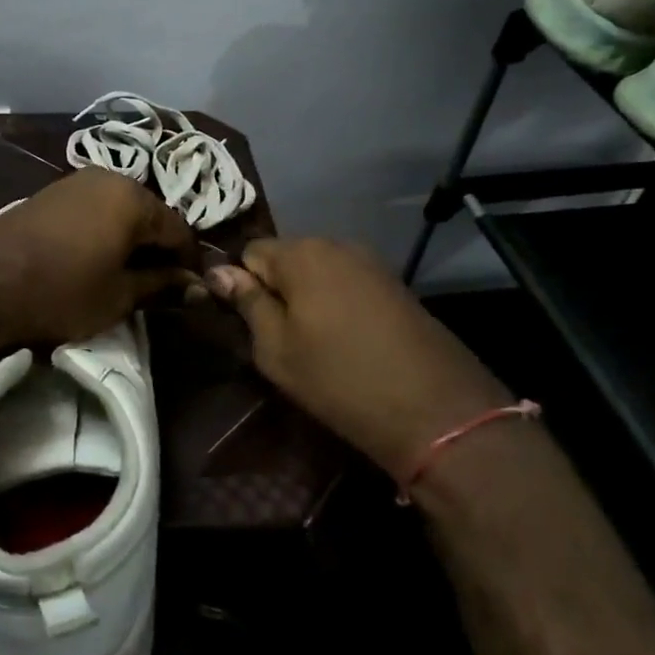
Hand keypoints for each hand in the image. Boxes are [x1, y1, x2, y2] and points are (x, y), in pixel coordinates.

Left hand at [0, 168, 199, 346]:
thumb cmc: (62, 290)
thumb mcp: (119, 296)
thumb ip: (161, 285)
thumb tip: (195, 285)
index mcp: (133, 198)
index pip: (179, 229)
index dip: (189, 261)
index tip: (192, 289)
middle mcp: (109, 177)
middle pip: (150, 214)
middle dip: (159, 247)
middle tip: (161, 285)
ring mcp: (77, 181)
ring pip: (121, 210)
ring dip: (131, 239)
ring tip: (129, 274)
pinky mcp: (52, 192)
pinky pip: (94, 209)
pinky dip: (105, 231)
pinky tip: (98, 258)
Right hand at [207, 237, 507, 479]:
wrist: (436, 410)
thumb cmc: (340, 380)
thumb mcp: (277, 349)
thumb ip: (247, 303)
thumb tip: (218, 270)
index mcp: (301, 253)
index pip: (249, 252)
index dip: (242, 285)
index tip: (248, 324)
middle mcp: (336, 243)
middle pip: (286, 257)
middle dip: (277, 289)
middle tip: (280, 339)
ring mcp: (371, 262)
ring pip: (318, 271)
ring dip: (308, 297)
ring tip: (315, 342)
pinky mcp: (395, 284)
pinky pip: (348, 282)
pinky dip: (338, 303)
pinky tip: (348, 340)